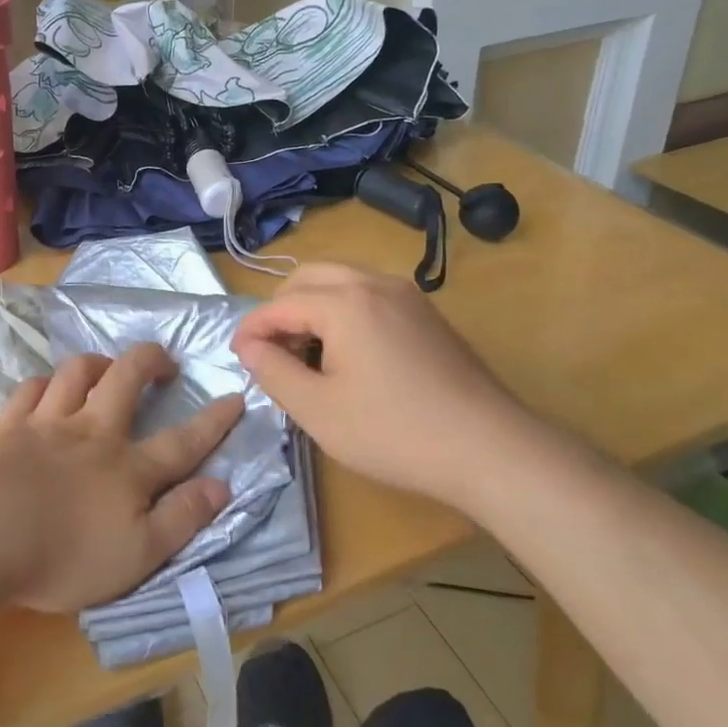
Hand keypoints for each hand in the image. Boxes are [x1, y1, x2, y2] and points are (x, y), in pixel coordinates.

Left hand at [0, 345, 242, 612]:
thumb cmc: (66, 556)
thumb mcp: (138, 554)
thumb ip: (182, 518)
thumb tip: (223, 486)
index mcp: (128, 468)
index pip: (182, 441)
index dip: (213, 420)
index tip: (235, 396)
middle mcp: (93, 433)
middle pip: (126, 379)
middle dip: (150, 361)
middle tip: (163, 360)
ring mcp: (48, 424)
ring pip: (77, 373)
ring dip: (97, 363)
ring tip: (107, 367)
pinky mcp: (10, 428)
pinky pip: (30, 390)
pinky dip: (44, 383)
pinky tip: (47, 388)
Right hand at [232, 263, 531, 503]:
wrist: (490, 449)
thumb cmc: (395, 432)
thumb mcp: (319, 411)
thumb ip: (274, 372)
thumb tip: (250, 347)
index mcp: (344, 301)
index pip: (280, 304)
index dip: (252, 329)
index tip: (237, 357)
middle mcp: (374, 283)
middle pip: (309, 277)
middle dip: (281, 308)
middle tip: (272, 350)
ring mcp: (407, 295)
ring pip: (342, 281)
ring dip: (313, 306)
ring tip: (307, 353)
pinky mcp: (427, 314)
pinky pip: (370, 294)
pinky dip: (344, 311)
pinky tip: (349, 354)